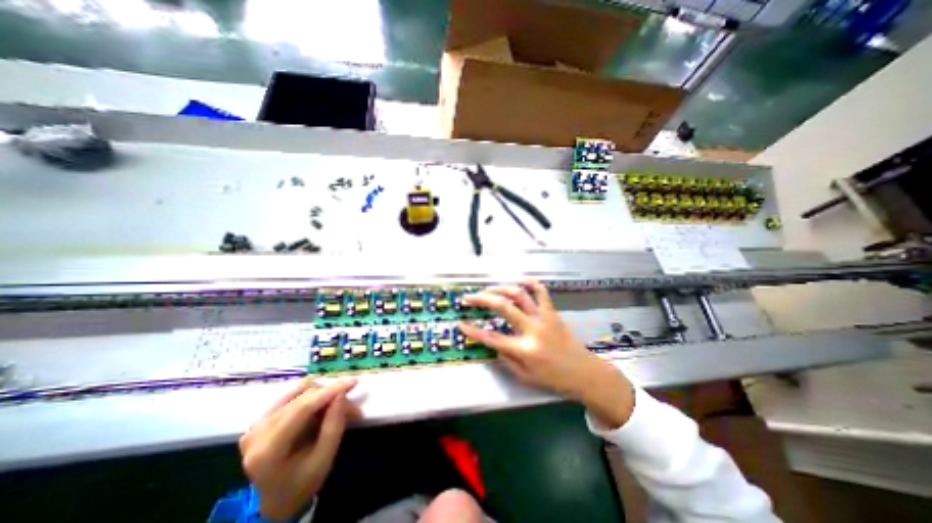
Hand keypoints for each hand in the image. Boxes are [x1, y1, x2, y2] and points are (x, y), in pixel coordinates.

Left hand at [237, 375, 361, 517]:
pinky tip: (322, 399)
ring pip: (298, 393)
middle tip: (352, 404)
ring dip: (323, 393)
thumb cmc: (302, 483)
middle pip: (302, 398)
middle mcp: (257, 432)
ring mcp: (256, 424)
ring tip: (338, 403)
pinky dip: (311, 394)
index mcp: (268, 450)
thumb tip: (341, 394)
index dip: (330, 391)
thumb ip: (333, 426)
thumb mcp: (324, 460)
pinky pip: (291, 396)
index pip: (302, 408)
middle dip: (331, 395)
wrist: (276, 500)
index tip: (353, 381)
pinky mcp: (260, 419)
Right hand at [460, 283, 637, 429]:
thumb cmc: (554, 379)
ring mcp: (543, 318)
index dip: (473, 331)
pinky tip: (518, 281)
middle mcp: (532, 330)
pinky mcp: (552, 312)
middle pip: (503, 307)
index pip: (492, 338)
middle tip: (469, 298)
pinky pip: (541, 291)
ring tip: (489, 289)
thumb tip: (494, 343)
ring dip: (501, 288)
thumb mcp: (525, 377)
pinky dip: (530, 282)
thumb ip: (506, 359)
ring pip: (519, 294)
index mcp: (524, 350)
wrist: (585, 372)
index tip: (461, 324)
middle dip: (482, 300)